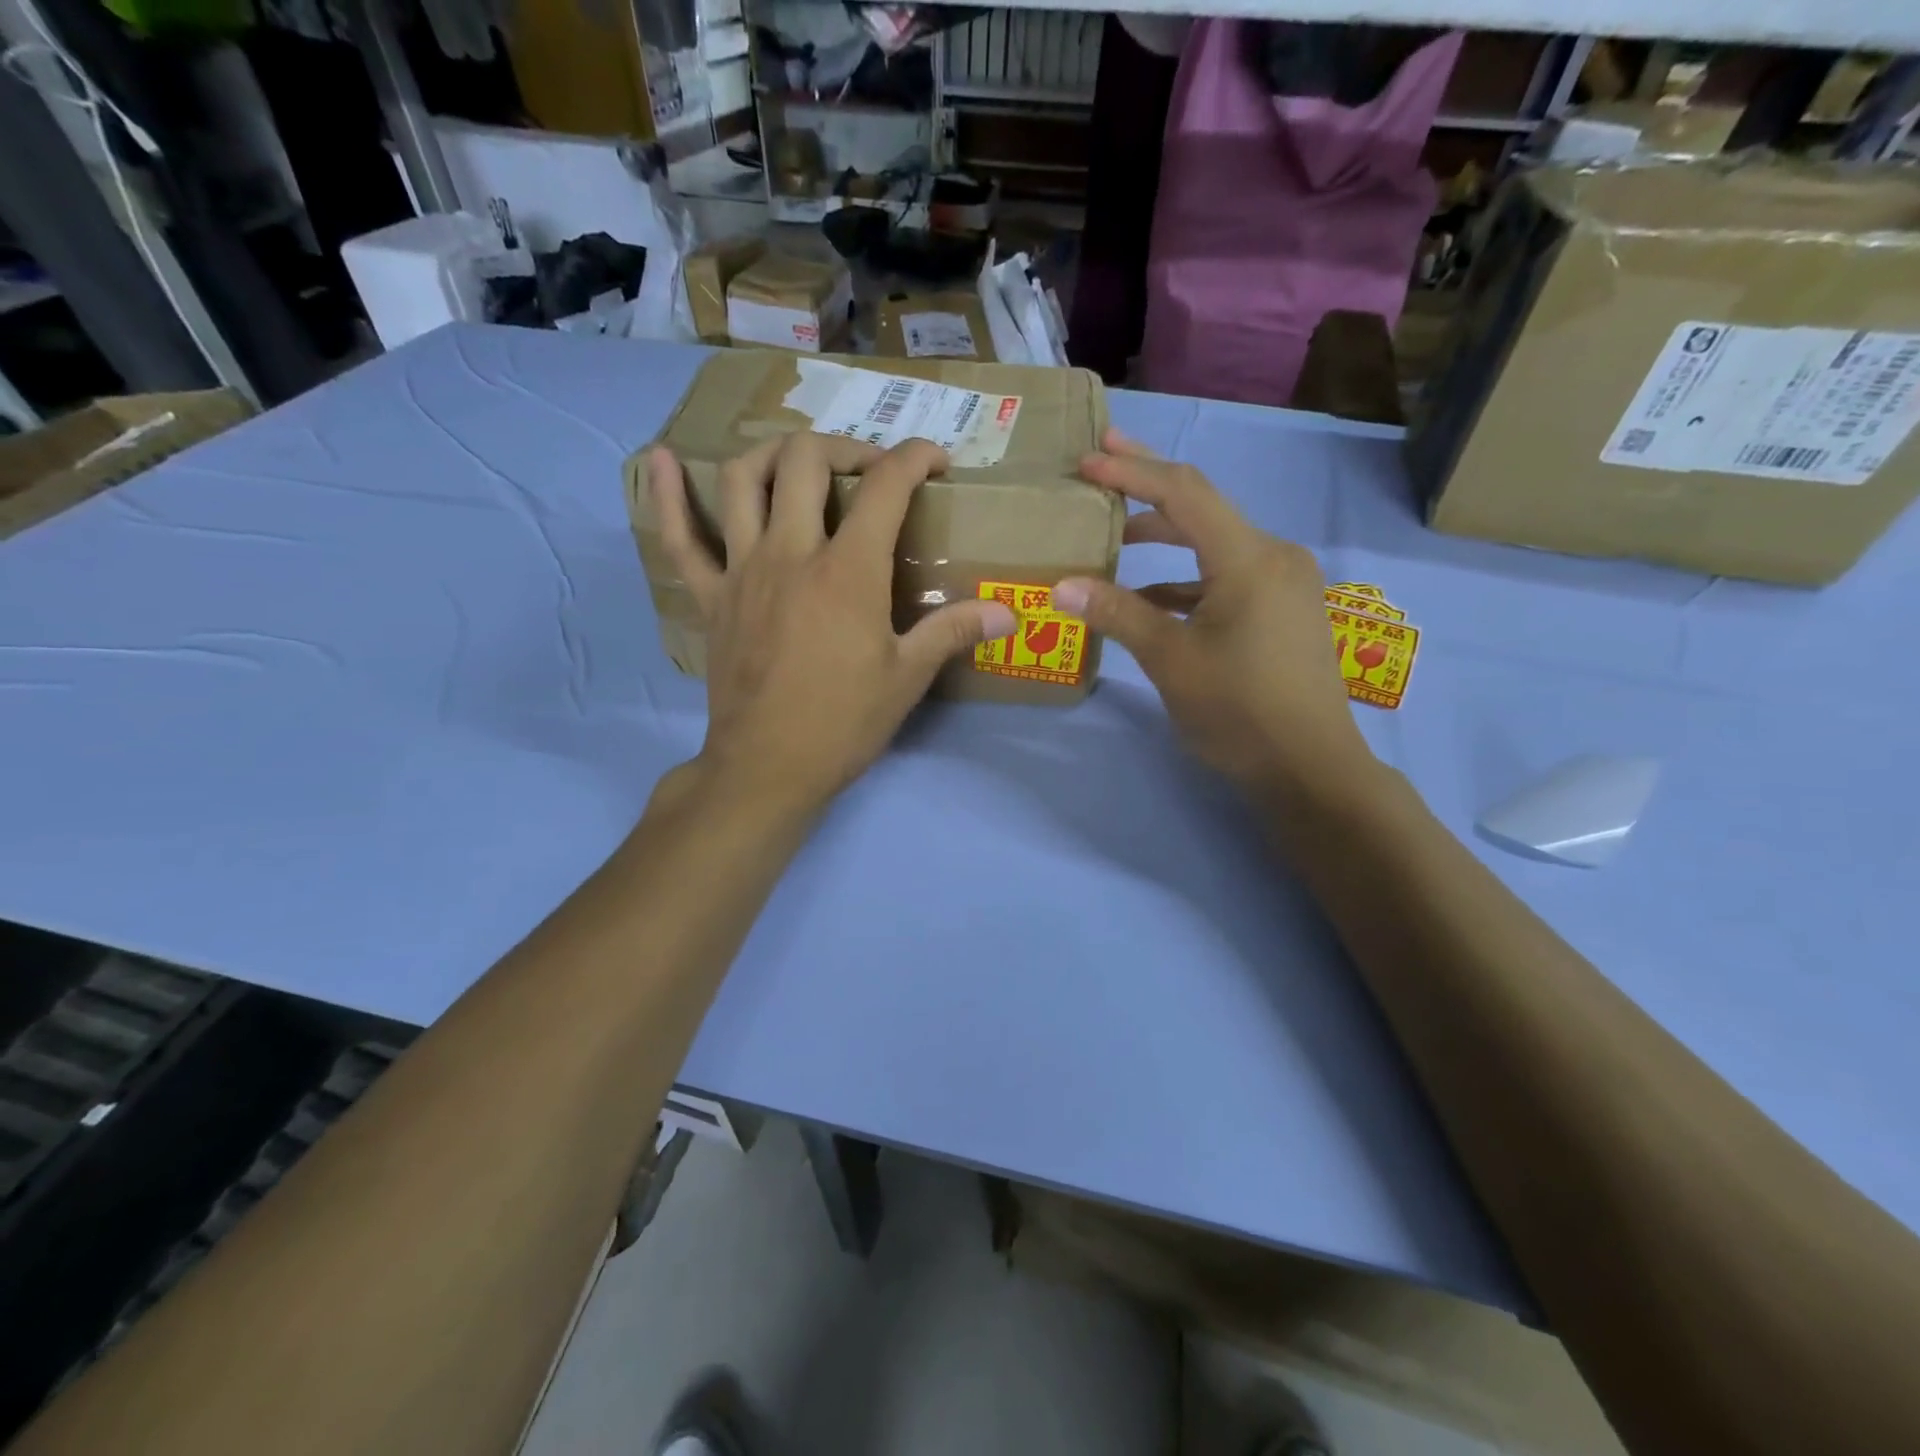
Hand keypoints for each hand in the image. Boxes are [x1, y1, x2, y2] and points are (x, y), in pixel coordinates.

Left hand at [649, 432, 1016, 814]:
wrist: (768, 767)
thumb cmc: (844, 722)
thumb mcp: (907, 678)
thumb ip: (955, 631)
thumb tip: (1011, 614)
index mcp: (847, 571)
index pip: (884, 486)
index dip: (915, 458)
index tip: (937, 462)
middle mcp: (791, 552)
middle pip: (805, 460)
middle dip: (844, 448)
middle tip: (868, 472)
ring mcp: (742, 570)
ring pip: (742, 479)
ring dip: (772, 454)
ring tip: (797, 464)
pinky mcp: (710, 596)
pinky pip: (680, 538)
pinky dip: (667, 496)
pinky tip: (660, 459)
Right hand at [1049, 431, 1372, 799]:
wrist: (1310, 768)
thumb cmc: (1239, 710)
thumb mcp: (1170, 659)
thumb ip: (1118, 614)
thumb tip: (1062, 586)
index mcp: (1249, 557)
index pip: (1183, 493)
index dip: (1132, 471)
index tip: (1087, 460)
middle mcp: (1274, 555)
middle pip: (1202, 508)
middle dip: (1148, 487)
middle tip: (1101, 464)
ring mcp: (1284, 583)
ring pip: (1214, 545)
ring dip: (1165, 540)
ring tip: (1116, 538)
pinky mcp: (1284, 609)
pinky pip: (1228, 577)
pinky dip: (1187, 580)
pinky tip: (1152, 599)